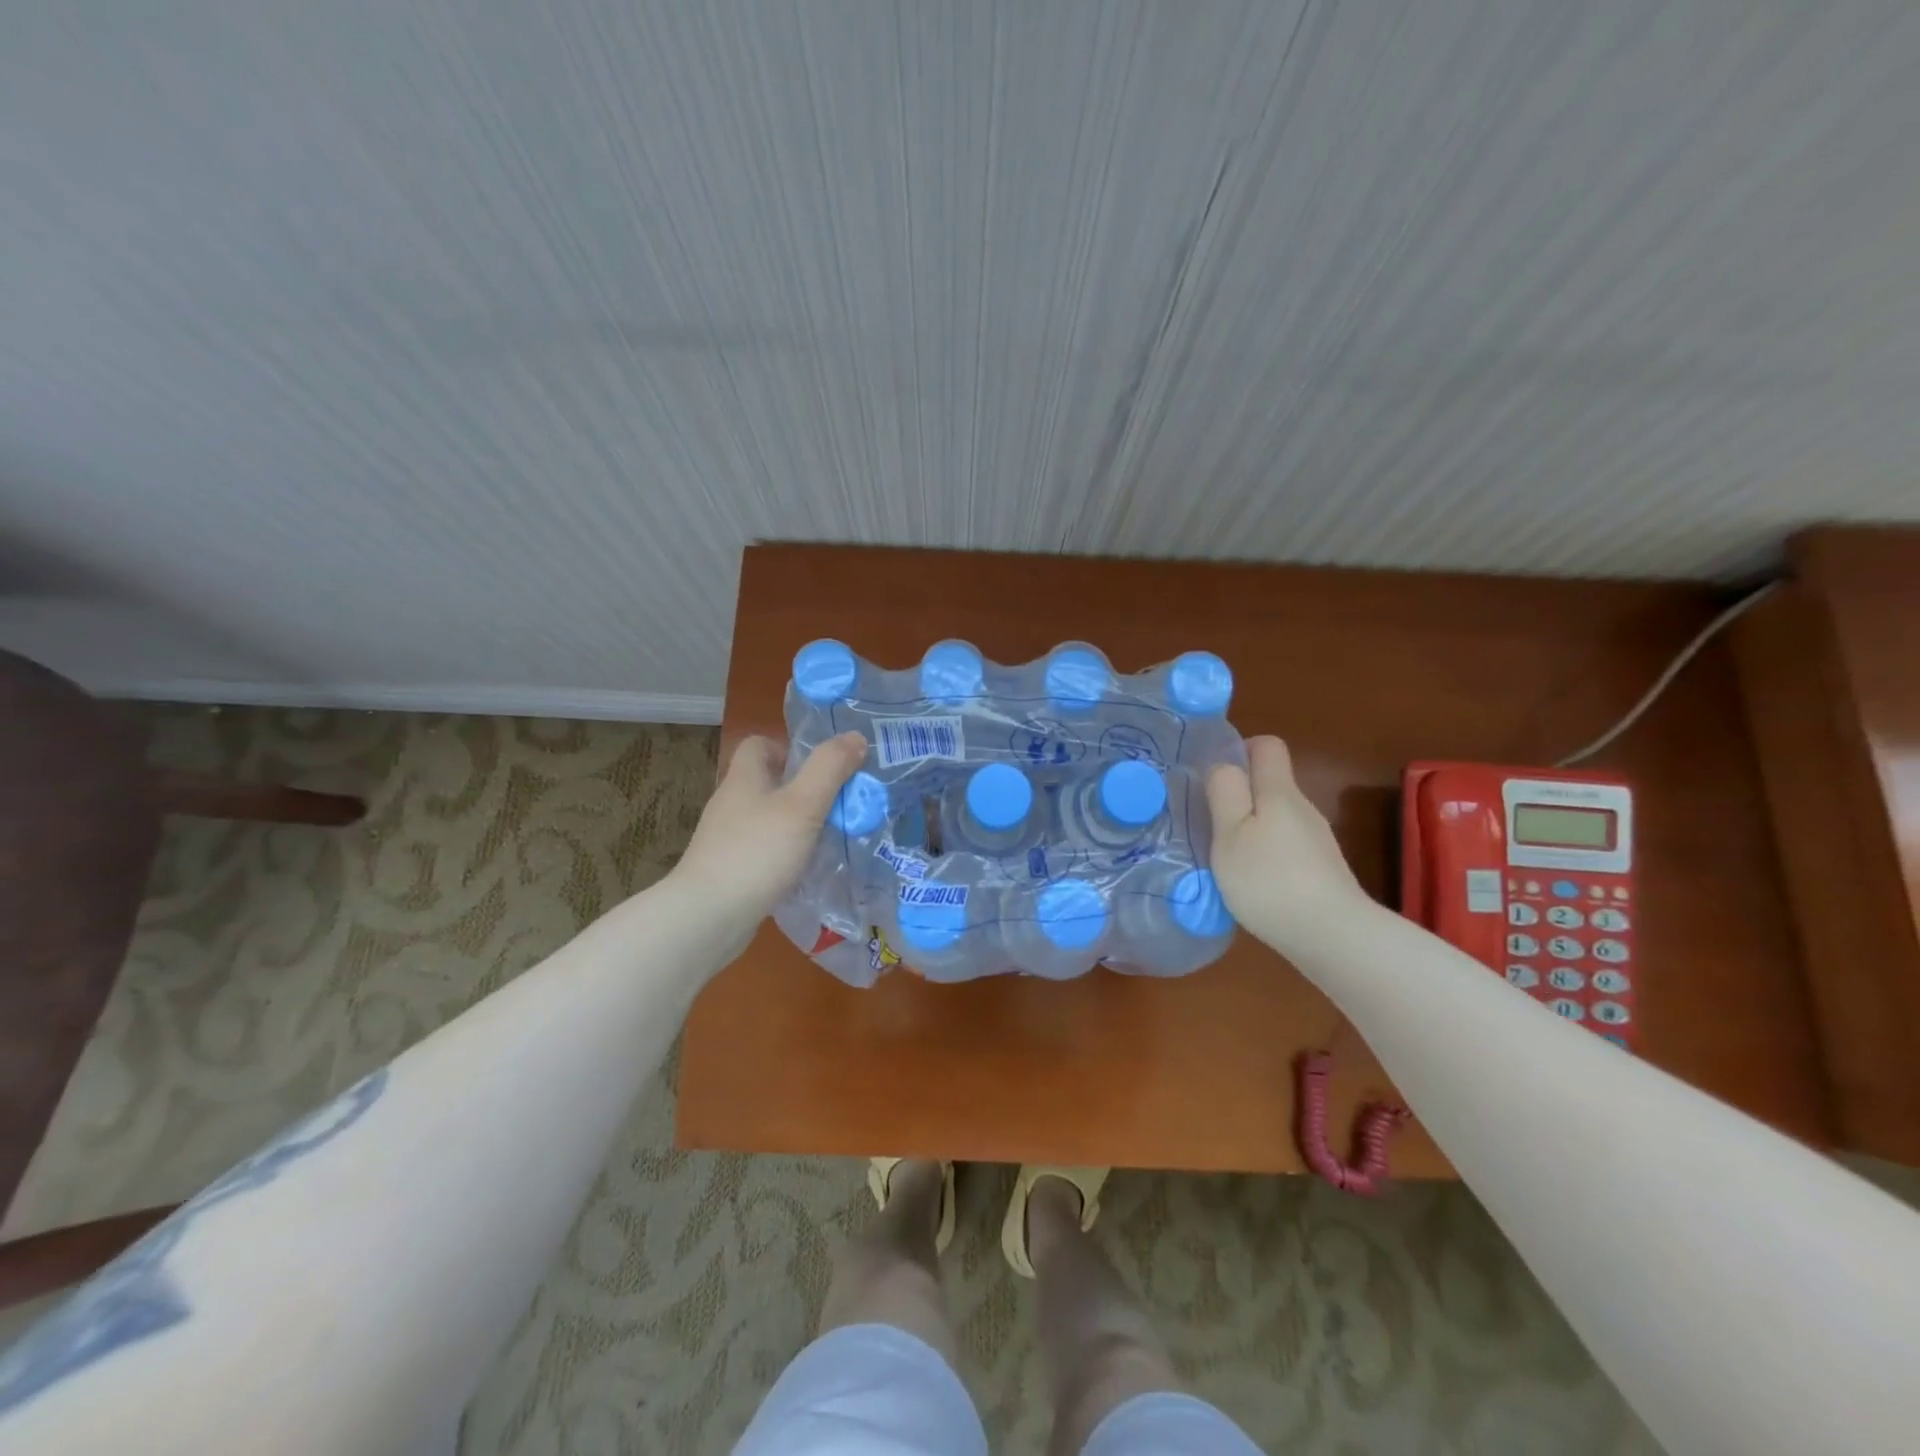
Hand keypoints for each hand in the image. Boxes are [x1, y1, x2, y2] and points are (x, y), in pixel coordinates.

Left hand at [673, 732, 867, 929]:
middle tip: (837, 807)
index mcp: (744, 779)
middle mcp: (731, 804)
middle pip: (767, 783)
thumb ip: (829, 769)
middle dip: (803, 791)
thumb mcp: (802, 805)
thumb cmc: (756, 852)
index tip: (819, 770)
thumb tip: (855, 737)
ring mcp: (726, 840)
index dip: (789, 749)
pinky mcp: (729, 871)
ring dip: (797, 826)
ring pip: (767, 820)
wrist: (707, 918)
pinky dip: (784, 857)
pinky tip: (805, 873)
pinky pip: (763, 852)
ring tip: (829, 841)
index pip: (758, 745)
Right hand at [1205, 736, 1369, 955]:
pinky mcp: (1321, 870)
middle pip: (1270, 784)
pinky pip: (1286, 846)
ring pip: (1277, 818)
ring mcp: (1316, 841)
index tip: (1214, 777)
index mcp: (1279, 792)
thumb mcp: (1230, 834)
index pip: (1267, 746)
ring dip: (1251, 828)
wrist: (1333, 937)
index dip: (1240, 750)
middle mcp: (1303, 809)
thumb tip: (1223, 764)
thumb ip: (1224, 793)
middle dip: (1239, 795)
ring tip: (1226, 858)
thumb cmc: (1270, 880)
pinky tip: (1254, 883)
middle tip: (1209, 822)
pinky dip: (1267, 855)